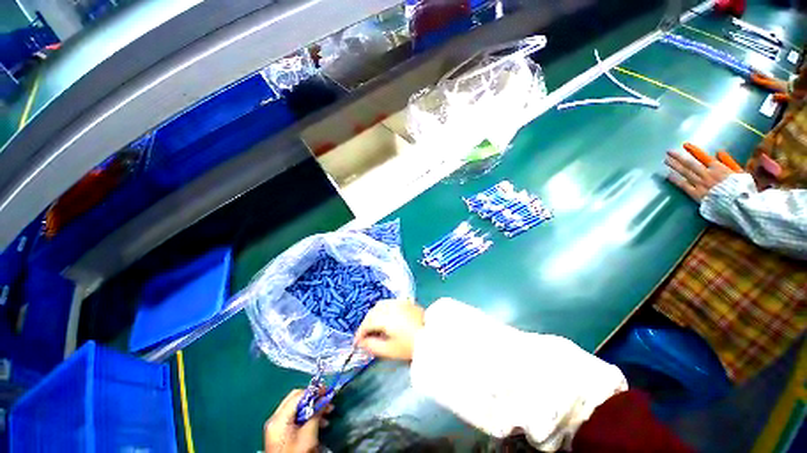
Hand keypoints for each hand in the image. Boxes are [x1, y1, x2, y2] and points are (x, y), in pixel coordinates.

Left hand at [264, 389, 330, 452]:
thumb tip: (324, 399)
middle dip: (314, 399)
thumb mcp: (308, 434)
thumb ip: (315, 414)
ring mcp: (277, 426)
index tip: (328, 392)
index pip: (298, 395)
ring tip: (327, 412)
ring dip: (313, 408)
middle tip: (328, 400)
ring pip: (297, 408)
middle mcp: (275, 418)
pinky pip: (295, 417)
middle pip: (297, 399)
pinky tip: (320, 422)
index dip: (314, 391)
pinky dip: (308, 416)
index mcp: (279, 418)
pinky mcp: (281, 433)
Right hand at [355, 299, 424, 360]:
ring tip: (374, 327)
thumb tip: (362, 342)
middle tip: (365, 336)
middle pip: (372, 312)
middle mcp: (390, 306)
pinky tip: (385, 319)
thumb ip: (372, 346)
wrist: (432, 336)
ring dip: (374, 315)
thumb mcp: (389, 350)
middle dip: (366, 323)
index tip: (357, 342)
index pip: (367, 322)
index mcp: (385, 317)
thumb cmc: (410, 346)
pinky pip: (389, 303)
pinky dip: (383, 310)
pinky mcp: (405, 302)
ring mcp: (398, 302)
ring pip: (380, 305)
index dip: (360, 333)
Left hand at [665, 151, 734, 200]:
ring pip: (685, 172)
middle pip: (690, 163)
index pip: (703, 156)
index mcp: (718, 168)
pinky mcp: (696, 194)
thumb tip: (719, 152)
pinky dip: (675, 180)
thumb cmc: (742, 189)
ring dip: (674, 166)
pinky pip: (684, 185)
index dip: (693, 150)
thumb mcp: (740, 173)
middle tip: (668, 152)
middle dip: (678, 157)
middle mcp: (707, 174)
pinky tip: (668, 175)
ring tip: (665, 160)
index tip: (685, 145)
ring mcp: (700, 184)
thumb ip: (730, 162)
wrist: (739, 205)